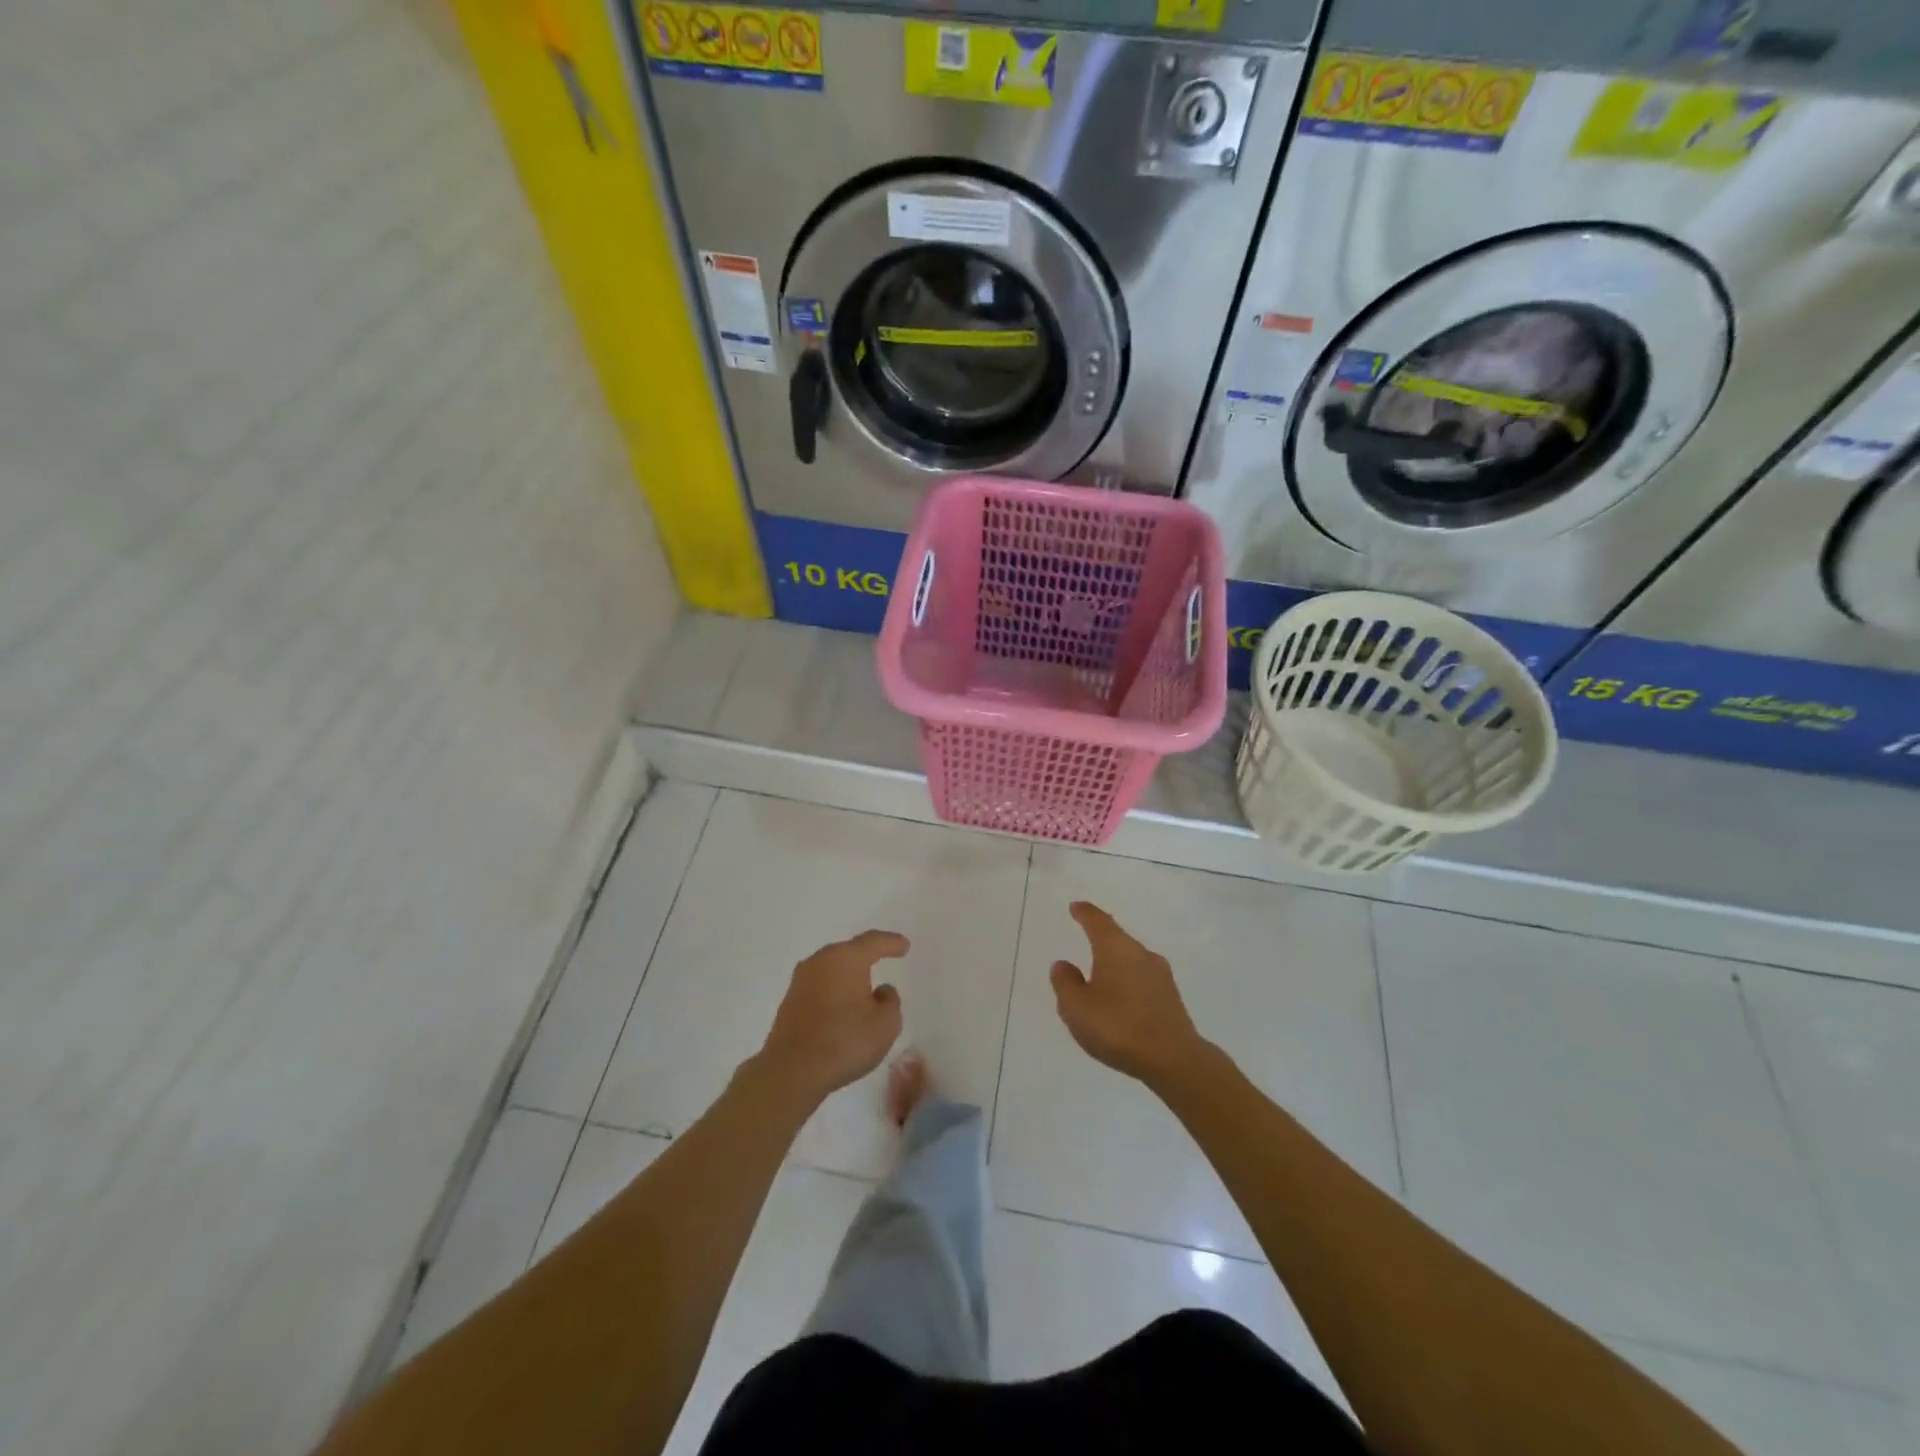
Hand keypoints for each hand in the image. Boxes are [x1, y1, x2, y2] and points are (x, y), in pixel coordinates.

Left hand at [757, 930, 907, 1103]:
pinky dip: (833, 991)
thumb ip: (890, 1001)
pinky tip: (841, 1007)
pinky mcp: (789, 1002)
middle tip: (883, 958)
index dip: (891, 943)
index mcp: (846, 958)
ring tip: (863, 986)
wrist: (791, 1071)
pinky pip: (819, 986)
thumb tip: (880, 991)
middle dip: (866, 955)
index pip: (873, 942)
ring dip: (847, 975)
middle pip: (848, 951)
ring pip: (831, 969)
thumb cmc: (844, 1042)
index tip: (904, 946)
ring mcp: (801, 981)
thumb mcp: (885, 1024)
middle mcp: (820, 961)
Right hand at [1049, 902, 1206, 1087]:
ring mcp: (1160, 975)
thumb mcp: (1076, 1007)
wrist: (1174, 1060)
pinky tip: (1121, 998)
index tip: (1076, 907)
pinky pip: (1142, 979)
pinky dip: (1128, 981)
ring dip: (1115, 962)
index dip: (1085, 913)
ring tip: (1100, 974)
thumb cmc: (1118, 1027)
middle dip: (1101, 937)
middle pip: (1117, 938)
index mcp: (1116, 948)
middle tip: (1086, 936)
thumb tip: (1063, 964)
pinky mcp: (1171, 997)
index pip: (1097, 921)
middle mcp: (1141, 953)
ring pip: (1131, 959)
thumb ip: (1065, 983)